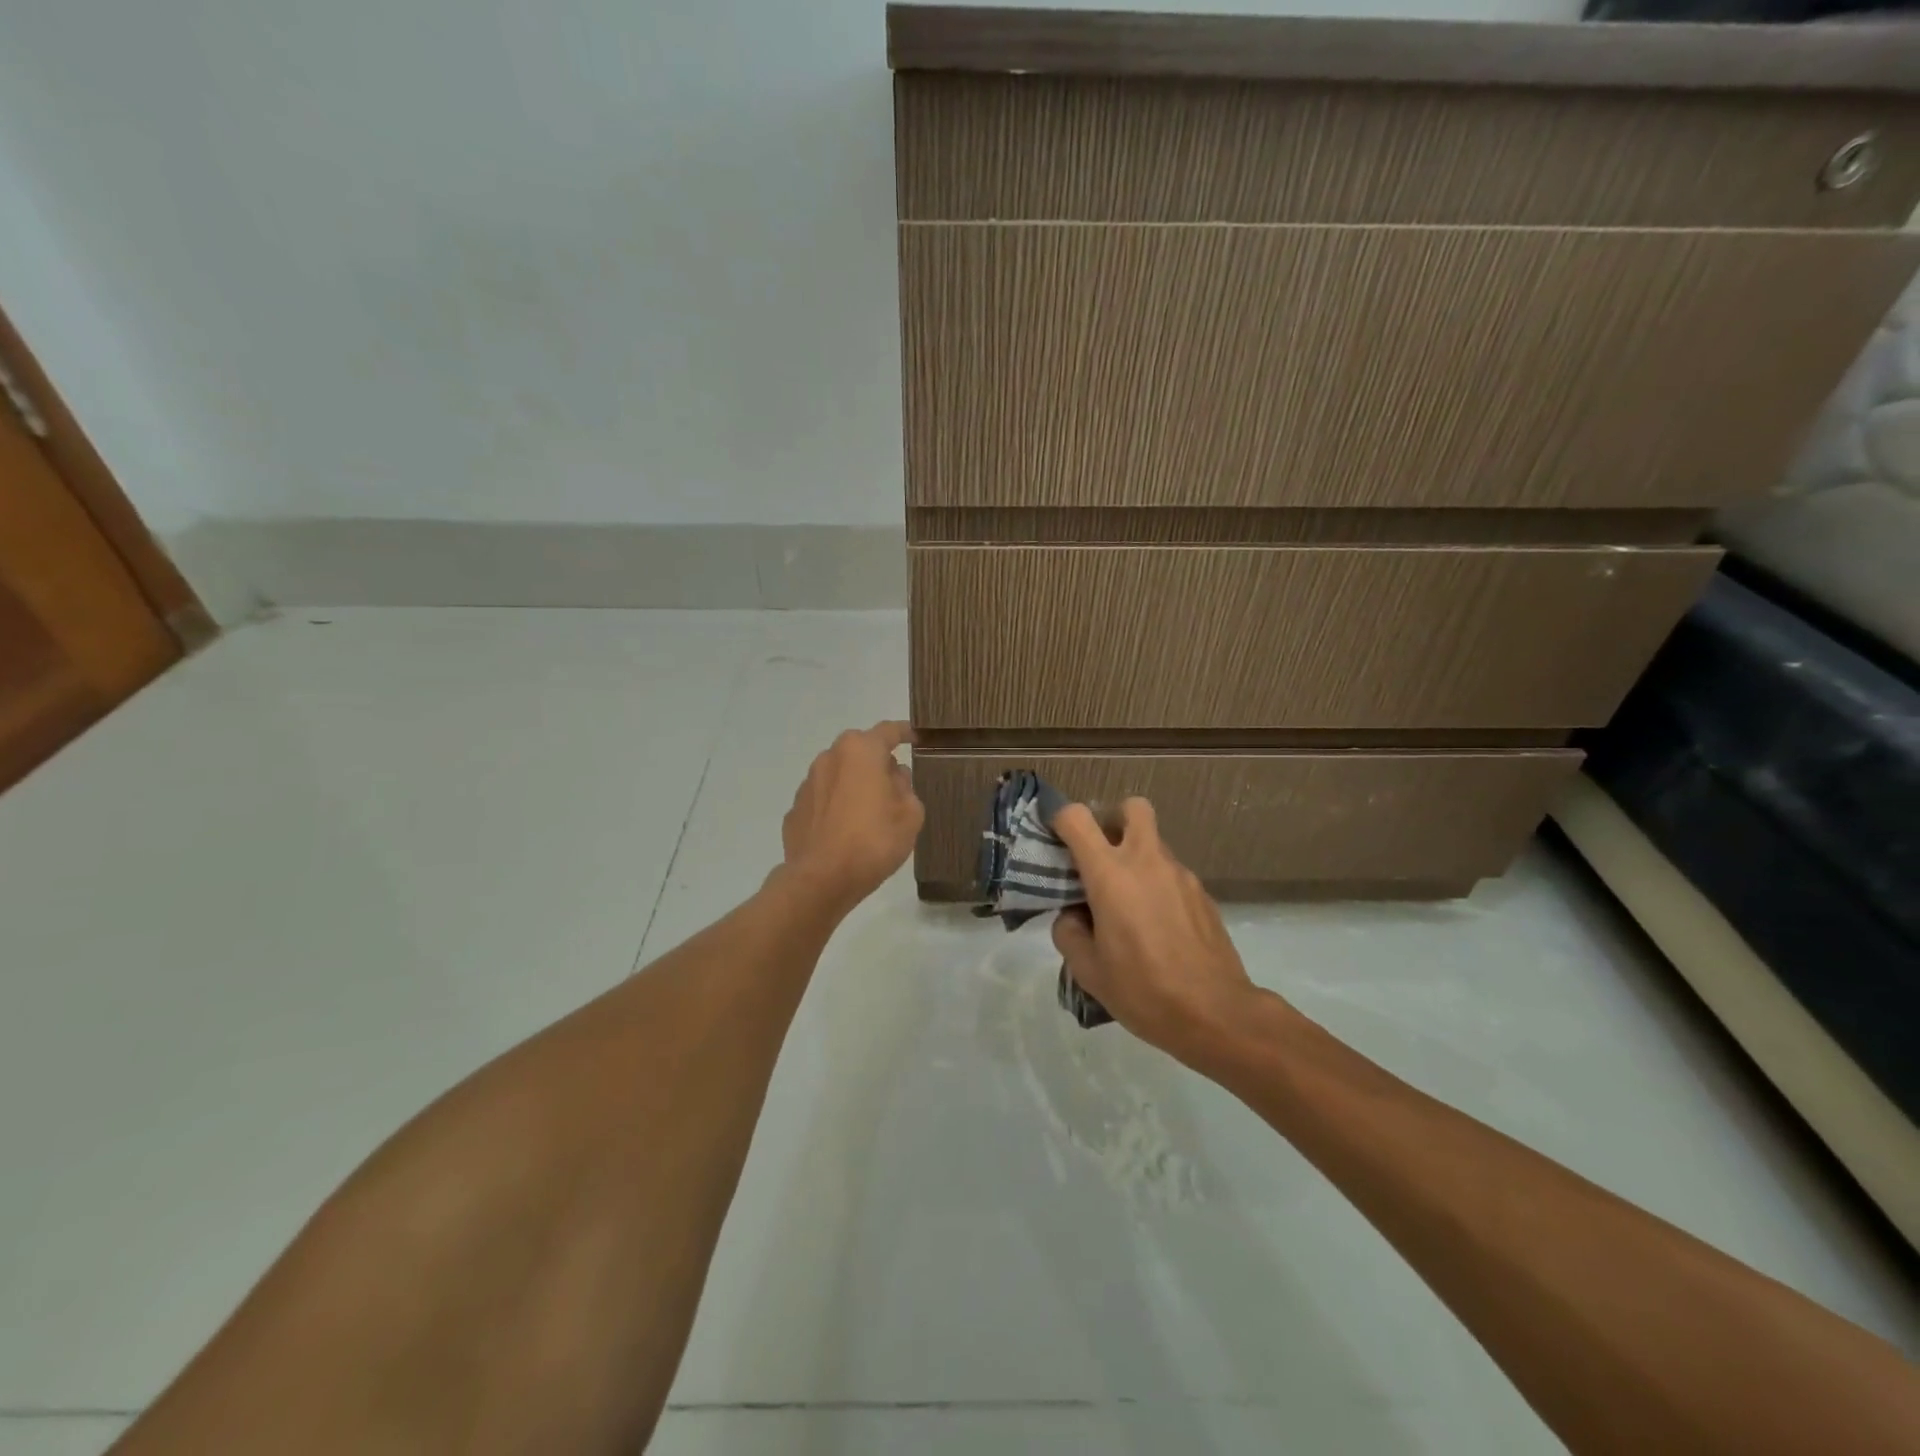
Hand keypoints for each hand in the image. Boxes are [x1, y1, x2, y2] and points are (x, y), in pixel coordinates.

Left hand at [778, 722, 923, 911]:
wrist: (821, 880)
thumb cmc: (873, 841)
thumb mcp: (910, 815)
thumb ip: (906, 788)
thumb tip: (894, 777)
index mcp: (860, 752)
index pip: (888, 731)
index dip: (905, 732)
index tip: (916, 738)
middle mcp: (830, 758)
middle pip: (859, 749)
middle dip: (876, 760)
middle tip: (894, 782)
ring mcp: (807, 784)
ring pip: (838, 773)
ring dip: (854, 783)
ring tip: (869, 810)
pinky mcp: (795, 810)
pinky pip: (823, 799)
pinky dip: (836, 806)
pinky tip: (845, 829)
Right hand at [1050, 799, 1263, 1060]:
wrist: (1216, 1014)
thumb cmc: (1143, 990)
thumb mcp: (1088, 970)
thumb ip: (1069, 932)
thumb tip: (1074, 916)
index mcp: (1110, 874)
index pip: (1077, 818)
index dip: (1060, 818)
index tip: (1054, 838)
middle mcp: (1146, 861)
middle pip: (1132, 807)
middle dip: (1112, 820)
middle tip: (1101, 856)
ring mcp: (1181, 874)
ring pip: (1153, 843)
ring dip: (1136, 858)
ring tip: (1128, 906)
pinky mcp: (1203, 893)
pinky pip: (1172, 874)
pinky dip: (1157, 885)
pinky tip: (1157, 927)